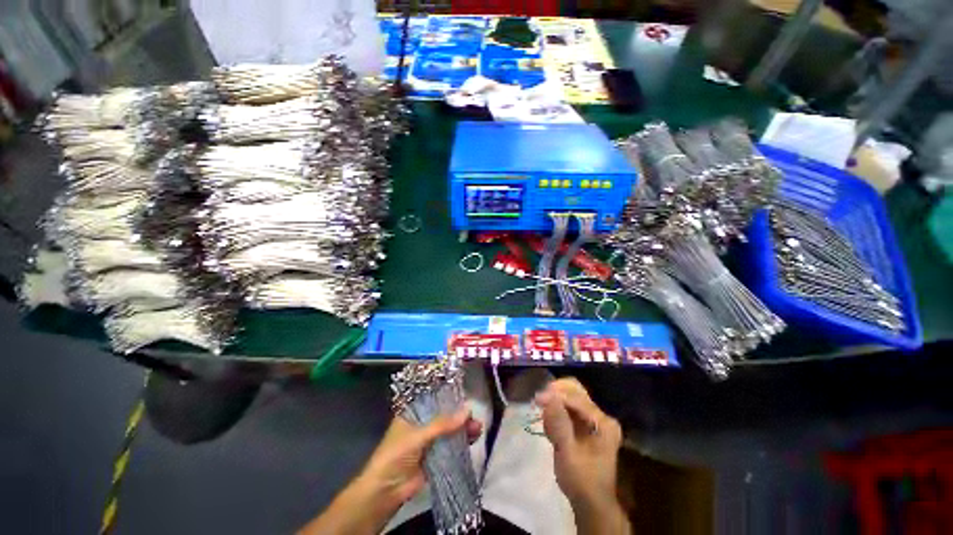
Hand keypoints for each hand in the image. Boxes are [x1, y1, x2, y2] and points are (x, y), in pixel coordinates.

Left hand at [299, 408, 481, 534]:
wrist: (385, 492)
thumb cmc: (395, 455)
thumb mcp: (418, 436)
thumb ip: (443, 424)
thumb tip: (468, 410)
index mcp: (413, 412)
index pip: (433, 398)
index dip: (448, 395)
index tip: (464, 392)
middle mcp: (422, 423)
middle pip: (444, 415)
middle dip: (459, 415)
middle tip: (474, 416)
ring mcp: (429, 441)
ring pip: (449, 430)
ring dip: (463, 429)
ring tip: (477, 428)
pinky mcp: (435, 456)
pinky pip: (451, 446)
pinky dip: (461, 442)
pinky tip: (473, 439)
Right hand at [535, 379, 628, 533]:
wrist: (591, 504)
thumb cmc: (581, 481)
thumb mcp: (567, 454)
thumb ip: (559, 424)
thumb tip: (547, 396)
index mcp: (603, 423)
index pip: (577, 398)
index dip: (556, 395)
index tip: (537, 399)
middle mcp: (601, 416)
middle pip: (575, 391)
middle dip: (556, 394)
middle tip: (539, 403)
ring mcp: (595, 420)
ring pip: (570, 397)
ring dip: (555, 404)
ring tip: (548, 425)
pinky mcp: (586, 424)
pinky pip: (568, 408)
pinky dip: (557, 412)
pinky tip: (552, 428)